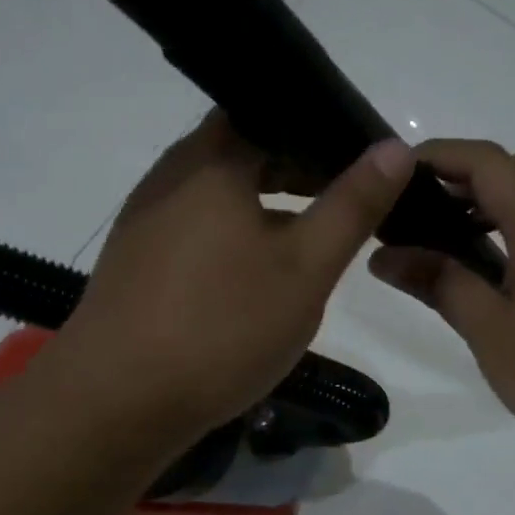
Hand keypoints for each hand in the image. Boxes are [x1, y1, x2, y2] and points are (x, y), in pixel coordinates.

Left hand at [57, 111, 414, 440]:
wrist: (118, 402)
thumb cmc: (222, 327)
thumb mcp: (305, 269)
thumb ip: (352, 206)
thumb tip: (396, 148)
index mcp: (211, 161)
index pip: (270, 112)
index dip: (319, 131)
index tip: (360, 161)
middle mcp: (169, 178)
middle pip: (243, 152)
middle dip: (297, 171)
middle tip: (346, 201)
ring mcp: (145, 222)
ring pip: (219, 197)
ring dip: (266, 209)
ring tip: (310, 241)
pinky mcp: (135, 265)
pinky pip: (196, 232)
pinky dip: (234, 239)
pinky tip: (256, 280)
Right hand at [368, 140, 514, 469]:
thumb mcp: (490, 332)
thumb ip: (439, 284)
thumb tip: (384, 256)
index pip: (488, 162)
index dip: (440, 156)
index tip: (398, 174)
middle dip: (468, 175)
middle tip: (425, 212)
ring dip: (501, 197)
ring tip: (461, 238)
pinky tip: (505, 268)